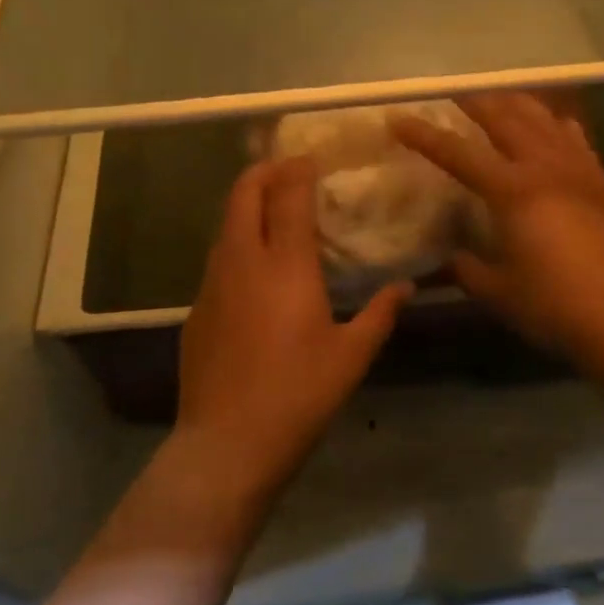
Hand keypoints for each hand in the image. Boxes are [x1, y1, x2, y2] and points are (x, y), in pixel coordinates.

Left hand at [176, 157, 410, 491]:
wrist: (226, 445)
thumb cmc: (298, 395)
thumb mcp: (352, 357)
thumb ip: (380, 314)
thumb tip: (407, 287)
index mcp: (285, 265)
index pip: (288, 196)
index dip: (298, 170)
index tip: (311, 159)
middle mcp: (243, 261)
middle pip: (243, 194)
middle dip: (263, 172)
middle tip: (287, 170)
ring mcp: (213, 284)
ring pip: (226, 226)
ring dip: (247, 207)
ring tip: (274, 213)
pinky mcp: (196, 309)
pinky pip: (218, 259)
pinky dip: (237, 244)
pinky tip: (255, 270)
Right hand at [393, 93, 603, 370]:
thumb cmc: (554, 305)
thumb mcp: (498, 290)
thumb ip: (467, 268)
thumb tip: (450, 256)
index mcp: (513, 191)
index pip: (458, 153)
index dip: (424, 135)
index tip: (398, 118)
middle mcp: (545, 168)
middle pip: (505, 118)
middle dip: (474, 101)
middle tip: (452, 91)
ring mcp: (578, 171)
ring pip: (543, 120)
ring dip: (516, 104)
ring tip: (498, 98)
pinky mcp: (602, 183)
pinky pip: (575, 139)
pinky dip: (556, 125)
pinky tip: (553, 126)